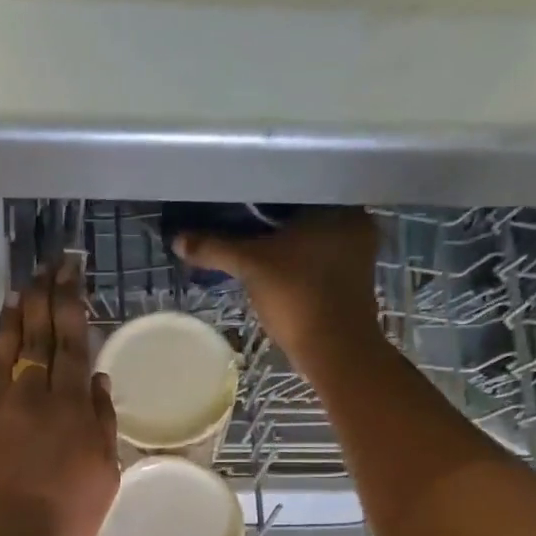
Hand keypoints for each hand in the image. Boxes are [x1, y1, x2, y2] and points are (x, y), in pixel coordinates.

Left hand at [0, 261, 119, 535]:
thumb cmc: (65, 520)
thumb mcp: (104, 476)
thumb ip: (102, 423)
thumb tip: (97, 380)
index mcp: (71, 406)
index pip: (72, 340)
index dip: (71, 302)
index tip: (71, 272)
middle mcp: (32, 395)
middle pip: (38, 336)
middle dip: (43, 297)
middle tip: (46, 267)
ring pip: (5, 351)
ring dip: (13, 318)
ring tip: (19, 290)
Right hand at [173, 208, 385, 369]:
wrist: (334, 350)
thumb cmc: (298, 296)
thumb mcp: (250, 266)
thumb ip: (214, 248)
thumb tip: (177, 239)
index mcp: (338, 205)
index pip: (295, 186)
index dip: (263, 191)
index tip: (237, 197)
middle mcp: (355, 221)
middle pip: (302, 212)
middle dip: (272, 219)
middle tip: (238, 219)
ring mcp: (358, 253)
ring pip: (310, 237)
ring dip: (284, 242)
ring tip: (250, 242)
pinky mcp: (352, 280)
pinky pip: (317, 259)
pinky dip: (296, 261)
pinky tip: (273, 266)